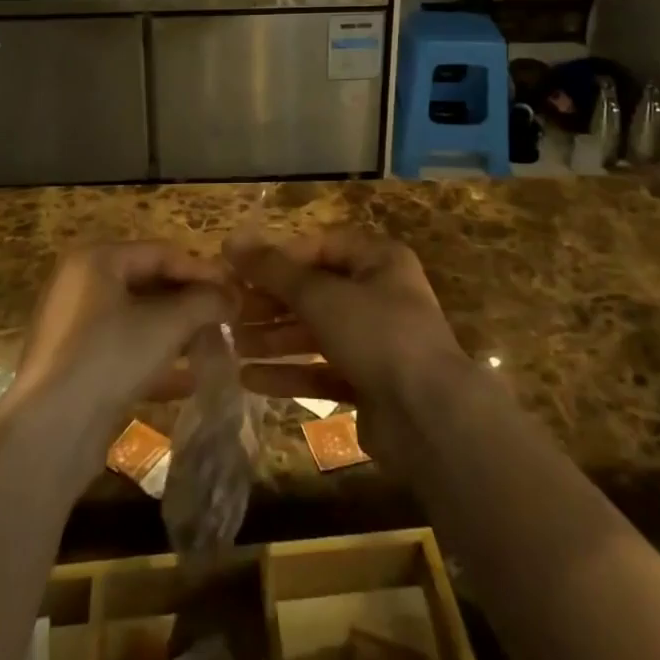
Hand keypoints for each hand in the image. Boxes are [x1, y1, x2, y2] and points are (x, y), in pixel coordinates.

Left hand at [9, 243, 232, 445]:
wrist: (49, 432)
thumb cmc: (110, 357)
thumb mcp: (166, 324)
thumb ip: (204, 302)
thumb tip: (231, 296)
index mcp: (96, 260)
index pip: (161, 253)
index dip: (202, 270)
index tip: (235, 289)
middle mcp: (81, 284)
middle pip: (148, 283)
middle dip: (190, 302)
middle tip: (227, 316)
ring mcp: (74, 326)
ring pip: (137, 319)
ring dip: (177, 332)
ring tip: (214, 345)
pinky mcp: (74, 365)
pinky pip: (123, 349)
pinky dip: (154, 359)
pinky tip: (189, 380)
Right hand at [227, 231, 471, 430]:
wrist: (429, 418)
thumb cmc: (377, 335)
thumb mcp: (321, 295)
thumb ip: (274, 271)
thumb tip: (231, 241)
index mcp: (379, 261)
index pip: (321, 247)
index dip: (280, 258)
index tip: (240, 271)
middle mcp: (380, 296)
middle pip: (316, 292)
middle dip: (272, 302)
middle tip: (230, 311)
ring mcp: (376, 343)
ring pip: (316, 333)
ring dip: (275, 338)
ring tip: (232, 344)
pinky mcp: (369, 385)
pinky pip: (322, 371)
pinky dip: (290, 373)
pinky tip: (250, 379)